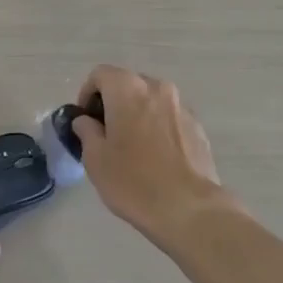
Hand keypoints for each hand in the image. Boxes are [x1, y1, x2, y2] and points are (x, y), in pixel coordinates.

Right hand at [69, 66, 230, 244]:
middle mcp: (157, 88)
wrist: (189, 208)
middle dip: (113, 103)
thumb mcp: (95, 158)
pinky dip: (157, 128)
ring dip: (137, 115)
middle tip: (105, 134)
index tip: (85, 121)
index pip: (101, 74)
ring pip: (151, 101)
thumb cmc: (133, 181)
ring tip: (132, 148)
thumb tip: (86, 121)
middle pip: (128, 84)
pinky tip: (156, 158)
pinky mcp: (198, 127)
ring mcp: (181, 106)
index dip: (87, 94)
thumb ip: (86, 131)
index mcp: (128, 89)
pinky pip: (169, 118)